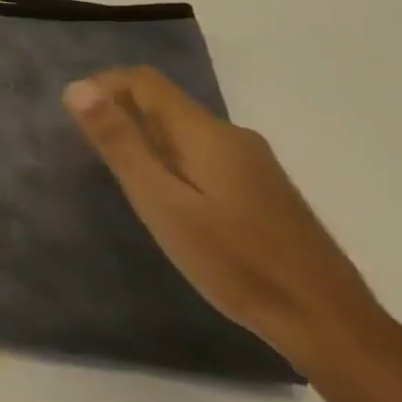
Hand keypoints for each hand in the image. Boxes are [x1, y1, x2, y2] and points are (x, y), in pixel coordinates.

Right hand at [63, 66, 387, 376]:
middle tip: (92, 159)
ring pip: (183, 132)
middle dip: (120, 117)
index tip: (74, 119)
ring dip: (145, 142)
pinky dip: (171, 162)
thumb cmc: (233, 261)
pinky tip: (169, 204)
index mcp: (206, 132)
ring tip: (124, 184)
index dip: (103, 86)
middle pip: (163, 104)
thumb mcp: (161, 202)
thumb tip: (78, 88)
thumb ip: (120, 143)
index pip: (144, 80)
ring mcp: (253, 162)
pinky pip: (203, 155)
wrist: (326, 320)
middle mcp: (232, 135)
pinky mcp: (262, 188)